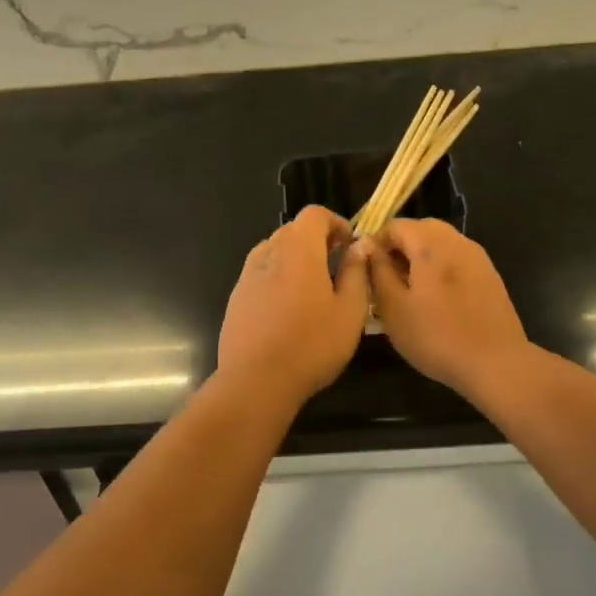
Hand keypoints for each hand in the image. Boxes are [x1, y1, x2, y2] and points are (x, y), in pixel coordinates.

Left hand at [218, 206, 369, 402]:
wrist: (256, 381)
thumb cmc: (312, 344)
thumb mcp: (350, 311)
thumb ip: (356, 272)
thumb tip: (359, 247)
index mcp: (298, 250)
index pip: (314, 214)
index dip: (336, 222)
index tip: (350, 245)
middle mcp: (268, 254)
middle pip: (292, 230)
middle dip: (316, 240)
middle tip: (337, 266)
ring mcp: (247, 276)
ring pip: (273, 251)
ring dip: (295, 259)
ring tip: (313, 288)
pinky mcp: (236, 299)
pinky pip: (260, 275)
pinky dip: (277, 278)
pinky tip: (288, 309)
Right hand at [363, 218, 530, 400]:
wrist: (495, 362)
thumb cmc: (436, 336)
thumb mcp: (393, 307)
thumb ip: (378, 271)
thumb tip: (368, 247)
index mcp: (430, 245)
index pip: (396, 224)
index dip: (376, 241)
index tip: (368, 267)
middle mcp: (456, 242)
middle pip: (422, 228)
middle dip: (401, 244)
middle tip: (388, 275)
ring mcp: (478, 257)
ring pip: (442, 241)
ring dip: (422, 254)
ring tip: (411, 286)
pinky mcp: (490, 275)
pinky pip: (458, 257)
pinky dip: (442, 265)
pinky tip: (438, 296)